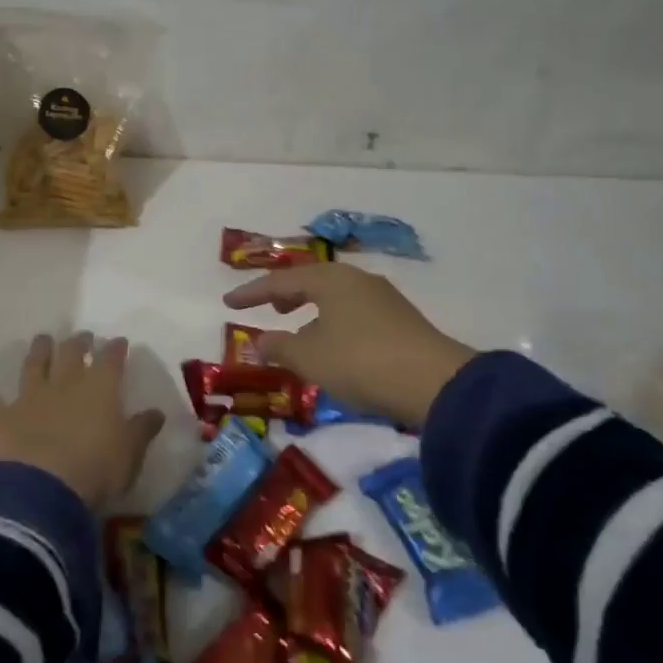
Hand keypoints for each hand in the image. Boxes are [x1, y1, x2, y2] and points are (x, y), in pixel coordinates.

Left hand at [0, 333, 165, 508]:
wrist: (43, 488)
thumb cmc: (97, 469)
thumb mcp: (130, 453)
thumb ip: (142, 429)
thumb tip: (156, 412)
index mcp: (100, 388)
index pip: (111, 359)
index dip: (115, 349)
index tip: (118, 342)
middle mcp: (65, 383)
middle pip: (71, 353)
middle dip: (78, 342)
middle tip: (82, 336)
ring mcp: (30, 397)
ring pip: (33, 365)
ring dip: (38, 351)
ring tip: (42, 339)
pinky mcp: (0, 418)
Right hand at [224, 264, 473, 426]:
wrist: (434, 382)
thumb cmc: (360, 361)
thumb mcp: (310, 358)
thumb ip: (280, 346)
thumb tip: (260, 340)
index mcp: (330, 280)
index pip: (280, 281)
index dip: (251, 293)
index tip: (228, 302)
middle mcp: (356, 279)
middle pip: (311, 282)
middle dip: (285, 294)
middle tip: (266, 307)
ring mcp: (382, 298)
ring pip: (334, 297)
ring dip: (310, 309)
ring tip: (296, 326)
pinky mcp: (400, 320)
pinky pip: (353, 311)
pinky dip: (332, 320)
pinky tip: (332, 342)